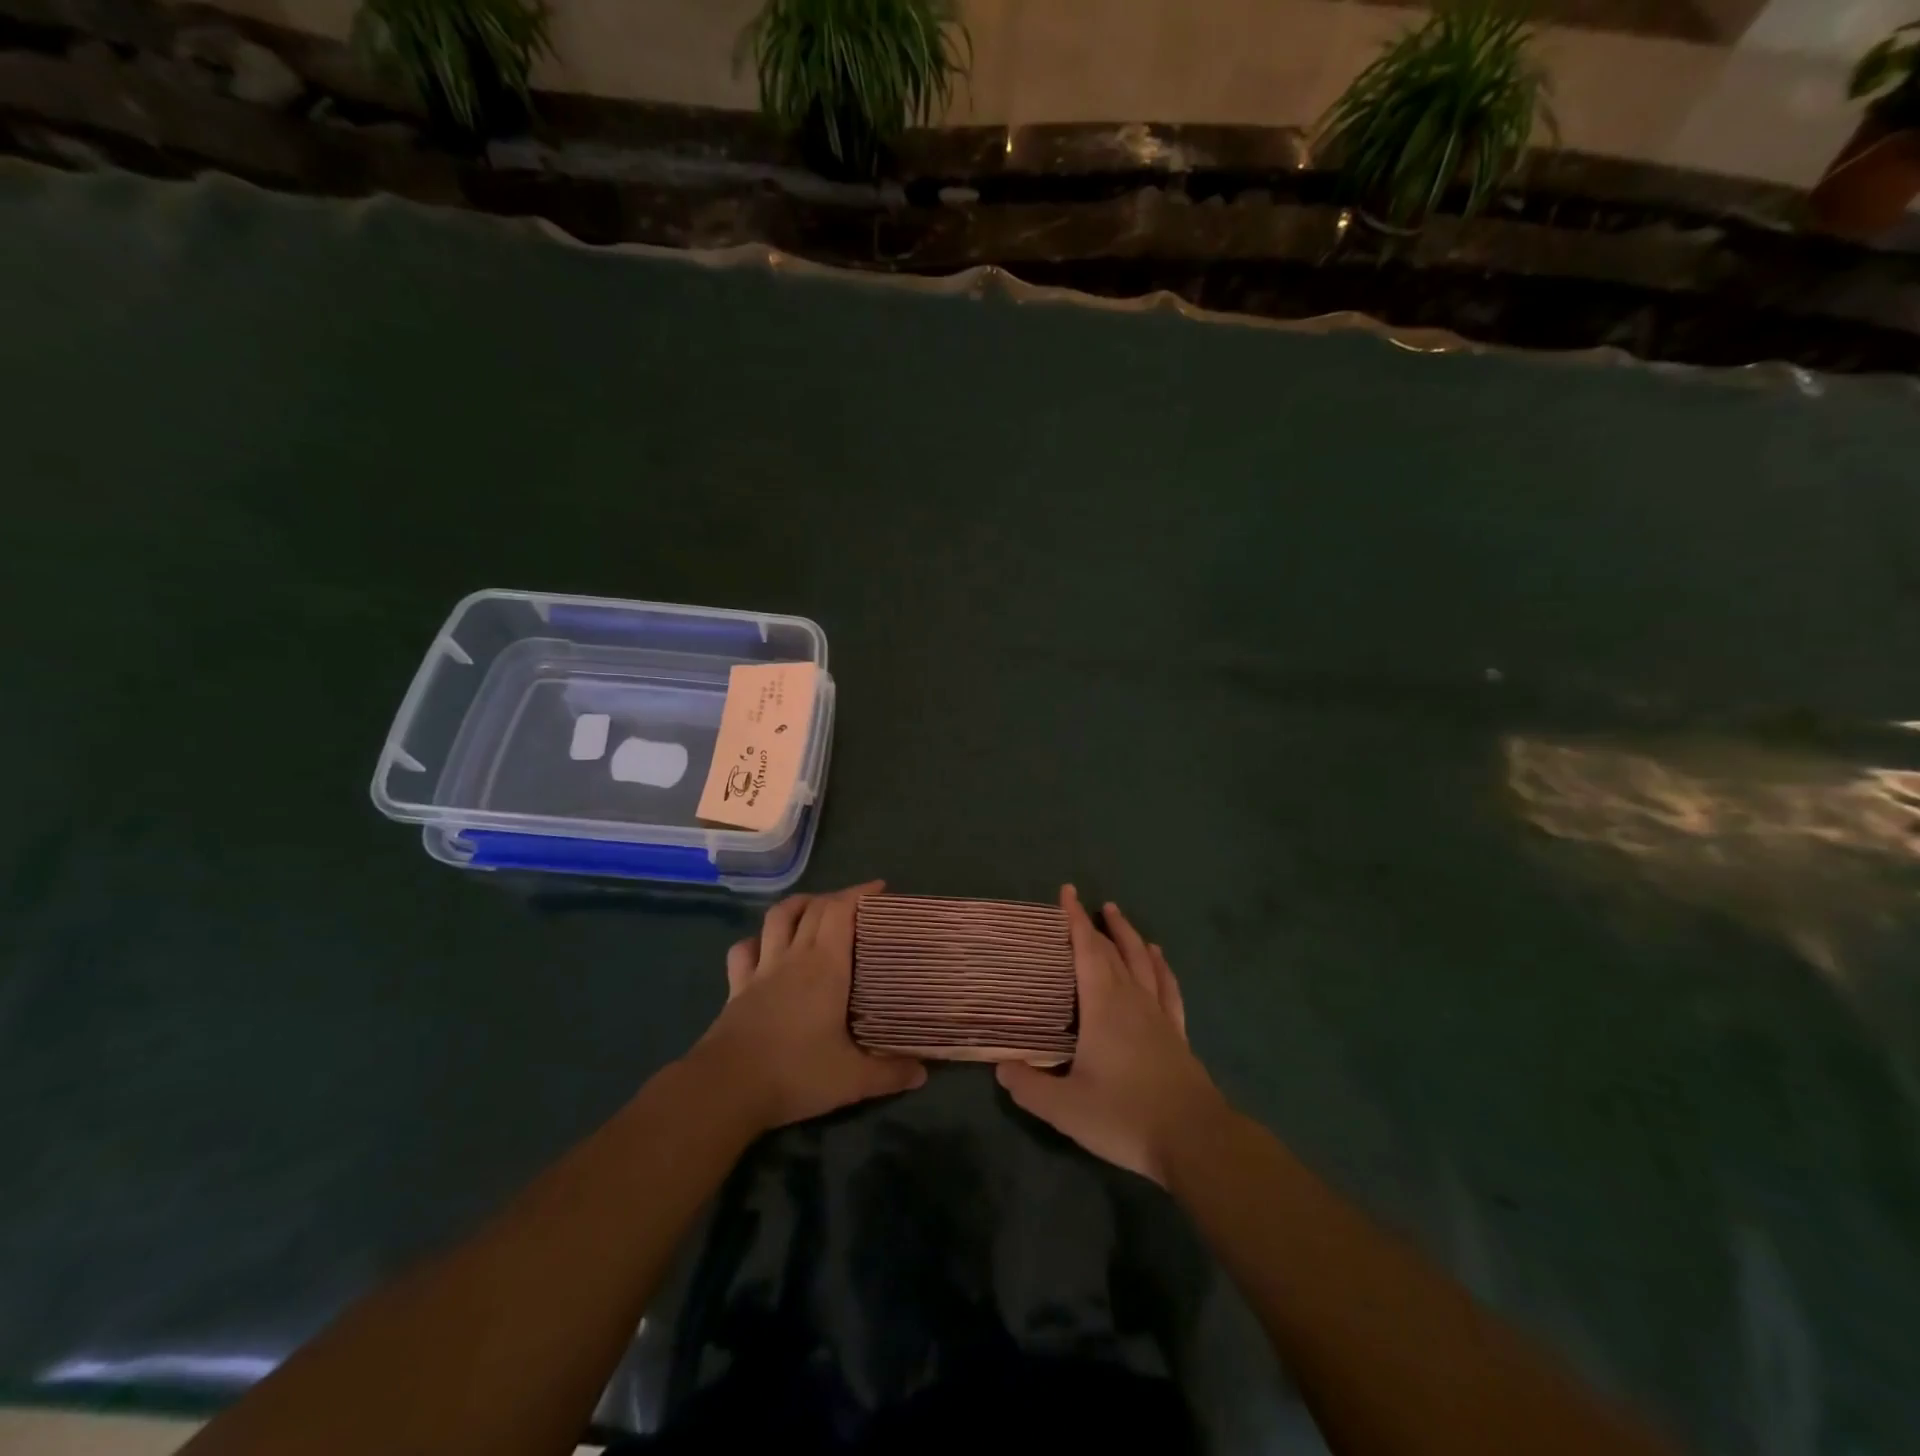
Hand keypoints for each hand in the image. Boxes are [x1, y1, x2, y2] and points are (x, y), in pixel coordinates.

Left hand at [691, 881, 926, 1130]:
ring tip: (813, 908)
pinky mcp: (737, 987)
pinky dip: (757, 940)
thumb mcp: (852, 1079)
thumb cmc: (795, 1073)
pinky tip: (765, 947)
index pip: (841, 911)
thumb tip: (923, 1074)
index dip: (860, 893)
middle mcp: (794, 957)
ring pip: (777, 918)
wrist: (726, 1088)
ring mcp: (761, 969)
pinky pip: (744, 950)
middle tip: (857, 905)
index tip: (880, 889)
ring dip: (797, 905)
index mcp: (825, 966)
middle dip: (837, 898)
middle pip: (813, 908)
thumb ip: (890, 1073)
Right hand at [997, 885, 1222, 1185]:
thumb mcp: (1065, 1108)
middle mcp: (1132, 999)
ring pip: (1142, 961)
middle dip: (1095, 924)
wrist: (1194, 1140)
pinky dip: (1160, 966)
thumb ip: (1029, 1086)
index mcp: (1104, 1006)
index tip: (1067, 892)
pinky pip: (1167, 986)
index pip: (1087, 950)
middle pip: (1113, 951)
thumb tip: (1001, 1067)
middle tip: (1083, 904)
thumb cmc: (1125, 1116)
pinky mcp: (1176, 1033)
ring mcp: (1158, 1014)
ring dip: (1128, 935)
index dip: (1075, 920)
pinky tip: (1157, 957)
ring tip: (1117, 913)